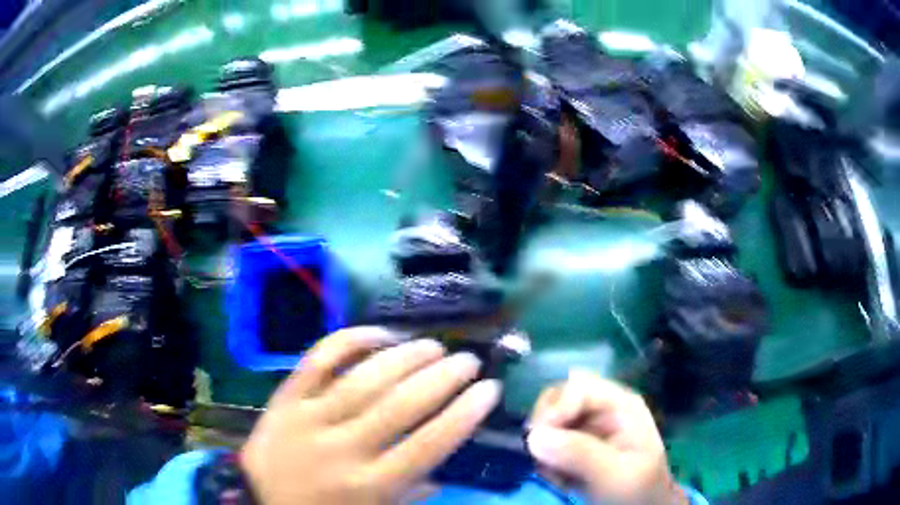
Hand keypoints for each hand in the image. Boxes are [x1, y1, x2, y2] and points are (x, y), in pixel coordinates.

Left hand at [240, 327, 501, 504]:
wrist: (257, 499)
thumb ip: (409, 495)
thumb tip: (442, 472)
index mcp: (370, 485)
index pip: (429, 444)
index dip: (464, 413)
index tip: (490, 389)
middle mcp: (343, 448)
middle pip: (401, 405)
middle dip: (443, 378)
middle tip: (468, 361)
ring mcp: (310, 418)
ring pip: (365, 378)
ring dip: (406, 356)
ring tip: (434, 345)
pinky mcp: (286, 398)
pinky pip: (319, 360)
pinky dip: (350, 340)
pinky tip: (379, 333)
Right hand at [527, 370, 685, 504]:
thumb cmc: (637, 489)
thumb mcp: (615, 474)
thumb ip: (580, 454)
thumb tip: (534, 436)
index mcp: (621, 404)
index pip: (579, 387)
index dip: (555, 408)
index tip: (537, 439)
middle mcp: (602, 407)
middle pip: (559, 396)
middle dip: (544, 427)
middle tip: (543, 458)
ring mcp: (588, 425)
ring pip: (548, 419)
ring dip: (542, 447)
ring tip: (555, 475)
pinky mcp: (575, 444)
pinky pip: (546, 442)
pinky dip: (544, 459)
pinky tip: (559, 478)